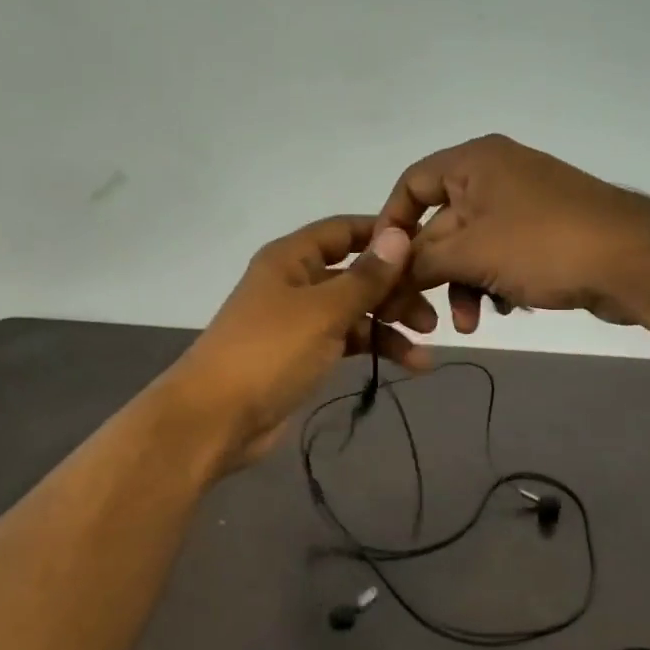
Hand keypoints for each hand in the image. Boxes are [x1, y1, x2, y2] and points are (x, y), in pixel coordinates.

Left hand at [165, 216, 427, 471]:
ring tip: (426, 346)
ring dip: (390, 325)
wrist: (217, 418)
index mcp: (291, 258)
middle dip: (394, 289)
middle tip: (432, 312)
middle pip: (354, 274)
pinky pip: (347, 342)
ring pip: (354, 312)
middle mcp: (295, 283)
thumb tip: (399, 235)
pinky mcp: (303, 356)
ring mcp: (299, 322)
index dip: (384, 235)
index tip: (428, 248)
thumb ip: (365, 277)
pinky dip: (375, 349)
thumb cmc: (269, 353)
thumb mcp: (323, 311)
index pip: (343, 231)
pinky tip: (410, 364)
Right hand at [376, 134, 649, 332]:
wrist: (634, 261)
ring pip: (470, 248)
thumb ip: (418, 263)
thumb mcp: (469, 254)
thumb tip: (385, 277)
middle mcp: (496, 175)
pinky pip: (500, 257)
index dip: (391, 225)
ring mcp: (523, 205)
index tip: (383, 267)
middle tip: (419, 314)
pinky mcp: (545, 233)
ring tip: (470, 324)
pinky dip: (494, 283)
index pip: (411, 184)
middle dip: (431, 272)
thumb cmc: (542, 244)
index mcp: (474, 162)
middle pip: (440, 224)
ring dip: (462, 287)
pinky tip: (505, 308)